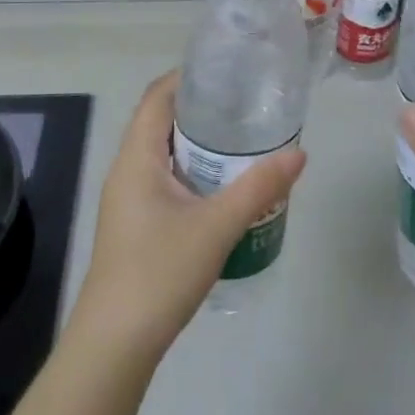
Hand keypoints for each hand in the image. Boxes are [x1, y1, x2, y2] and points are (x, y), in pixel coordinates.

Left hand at [70, 71, 306, 361]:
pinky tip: (224, 186)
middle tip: (247, 103)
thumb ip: (259, 187)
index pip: (157, 97)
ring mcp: (129, 199)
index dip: (187, 77)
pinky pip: (165, 179)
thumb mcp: (217, 226)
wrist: (115, 344)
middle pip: (161, 121)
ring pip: (165, 153)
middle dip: (201, 108)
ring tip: (243, 138)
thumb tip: (299, 152)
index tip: (227, 69)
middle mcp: (127, 170)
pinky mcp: (136, 224)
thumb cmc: (159, 272)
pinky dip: (194, 170)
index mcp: (136, 158)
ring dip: (199, 143)